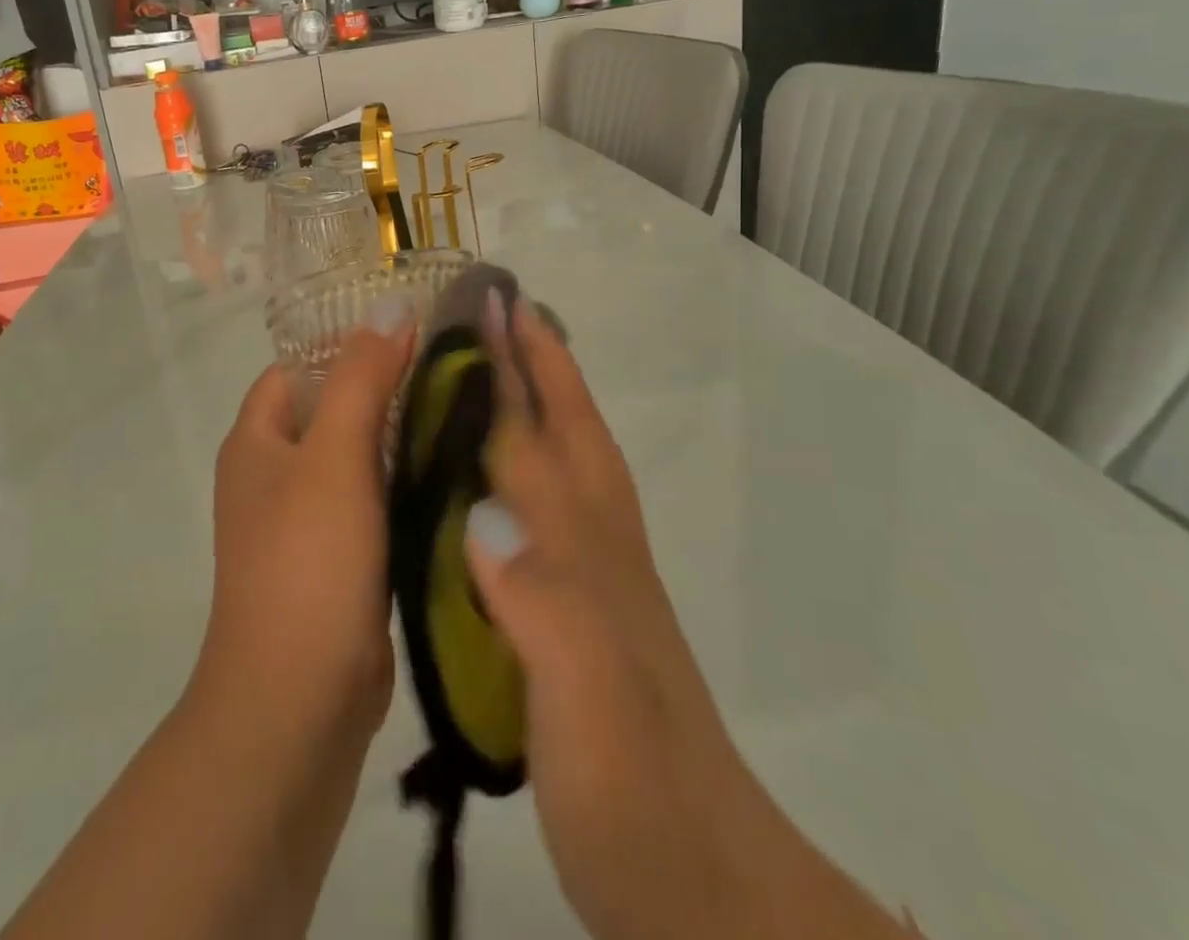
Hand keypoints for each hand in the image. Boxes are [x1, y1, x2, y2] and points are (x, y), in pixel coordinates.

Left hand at [189, 304, 416, 749]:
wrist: (298, 702)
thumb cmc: (307, 562)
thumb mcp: (334, 456)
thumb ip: (362, 378)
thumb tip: (390, 306)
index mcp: (257, 441)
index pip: (300, 367)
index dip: (349, 345)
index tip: (413, 333)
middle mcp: (275, 475)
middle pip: (333, 410)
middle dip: (386, 389)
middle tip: (453, 369)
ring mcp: (307, 521)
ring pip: (359, 458)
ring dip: (401, 437)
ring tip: (466, 409)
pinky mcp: (340, 561)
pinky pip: (374, 503)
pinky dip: (406, 484)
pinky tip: (456, 471)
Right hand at [466, 295, 912, 939]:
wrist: (709, 890)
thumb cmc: (637, 794)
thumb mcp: (586, 701)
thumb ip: (540, 603)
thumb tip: (479, 513)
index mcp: (584, 552)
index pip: (538, 438)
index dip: (512, 369)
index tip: (490, 305)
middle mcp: (597, 549)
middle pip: (569, 433)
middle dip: (539, 363)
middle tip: (504, 311)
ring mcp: (603, 581)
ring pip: (574, 464)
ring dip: (547, 403)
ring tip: (511, 365)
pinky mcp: (593, 616)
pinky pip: (560, 511)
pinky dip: (536, 468)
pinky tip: (509, 478)